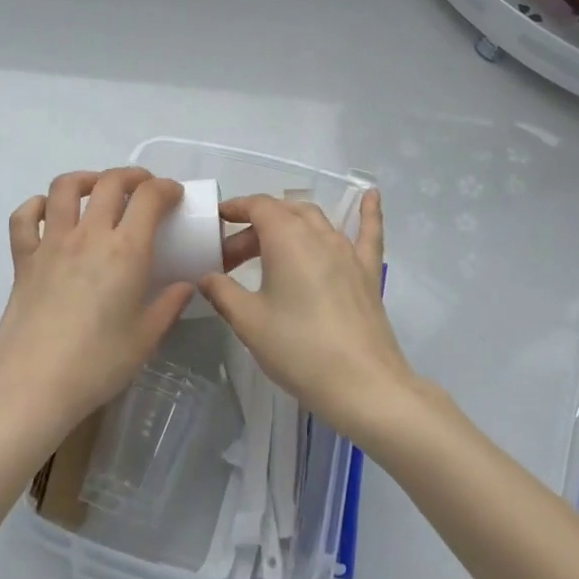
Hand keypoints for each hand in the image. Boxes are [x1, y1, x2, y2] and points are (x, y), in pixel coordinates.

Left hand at [0, 168, 195, 449]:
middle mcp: (89, 235)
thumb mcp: (145, 339)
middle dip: (132, 177)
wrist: (32, 385)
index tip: (175, 195)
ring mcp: (51, 243)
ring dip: (87, 179)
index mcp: (125, 251)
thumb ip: (168, 306)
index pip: (149, 197)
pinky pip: (24, 217)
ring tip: (98, 189)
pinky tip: (48, 213)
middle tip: (143, 189)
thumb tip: (185, 286)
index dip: (166, 188)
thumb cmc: (97, 365)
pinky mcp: (23, 258)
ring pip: (65, 187)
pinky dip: (37, 206)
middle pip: (110, 182)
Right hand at [198, 189, 409, 441]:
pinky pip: (368, 232)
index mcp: (287, 238)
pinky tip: (371, 194)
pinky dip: (367, 212)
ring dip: (289, 224)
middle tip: (232, 259)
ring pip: (315, 220)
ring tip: (269, 245)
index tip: (216, 221)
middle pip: (283, 213)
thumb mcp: (248, 322)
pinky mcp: (368, 271)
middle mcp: (319, 234)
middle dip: (255, 226)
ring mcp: (348, 250)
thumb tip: (206, 277)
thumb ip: (222, 292)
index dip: (235, 208)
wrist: (362, 385)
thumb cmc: (298, 349)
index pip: (258, 206)